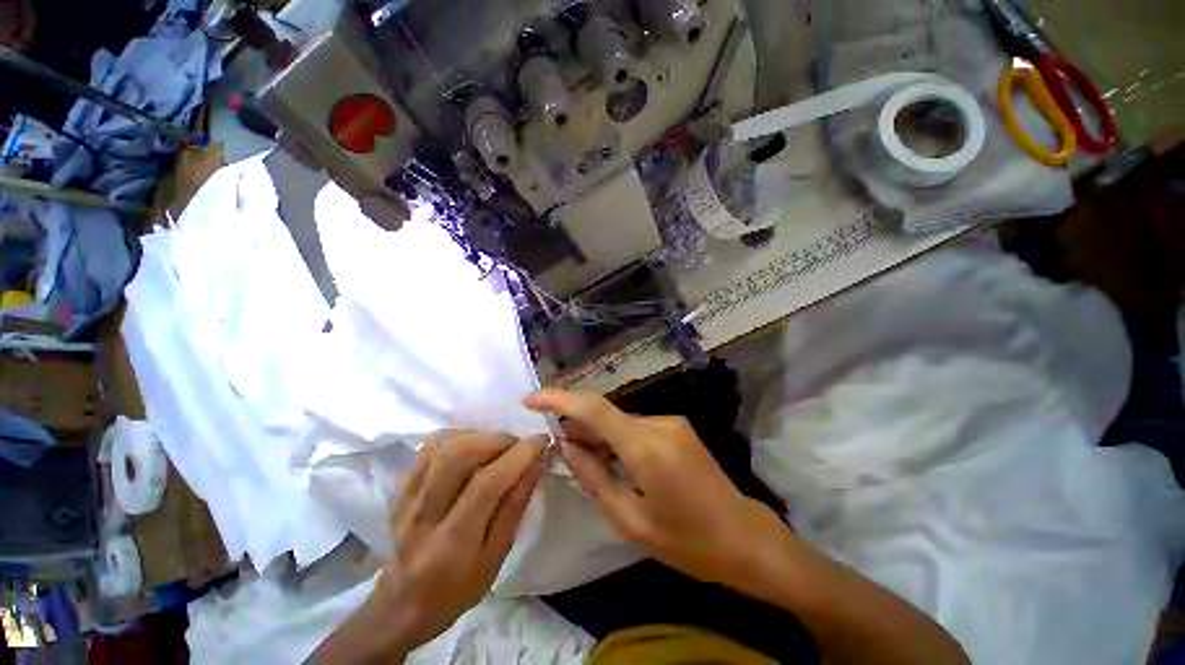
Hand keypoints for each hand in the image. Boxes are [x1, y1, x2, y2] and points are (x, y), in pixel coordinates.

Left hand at [313, 431, 546, 662]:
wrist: (401, 605)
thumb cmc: (457, 589)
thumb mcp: (496, 556)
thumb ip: (515, 506)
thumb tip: (537, 462)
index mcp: (451, 543)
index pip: (487, 484)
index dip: (519, 455)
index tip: (542, 441)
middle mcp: (423, 515)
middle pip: (459, 455)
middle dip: (498, 439)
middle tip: (518, 445)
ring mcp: (406, 499)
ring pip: (442, 446)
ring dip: (479, 436)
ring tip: (498, 447)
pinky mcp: (399, 488)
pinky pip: (428, 448)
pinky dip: (456, 438)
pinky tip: (472, 447)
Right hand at [525, 389, 790, 595]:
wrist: (744, 538)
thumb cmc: (687, 542)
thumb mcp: (630, 521)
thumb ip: (594, 479)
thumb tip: (565, 448)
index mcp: (646, 446)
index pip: (594, 408)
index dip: (559, 399)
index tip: (531, 400)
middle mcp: (659, 423)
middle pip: (605, 413)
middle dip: (576, 423)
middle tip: (552, 442)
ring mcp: (671, 423)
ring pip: (620, 420)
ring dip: (597, 433)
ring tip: (578, 453)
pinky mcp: (677, 428)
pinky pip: (636, 427)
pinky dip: (616, 438)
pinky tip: (609, 458)